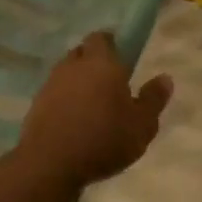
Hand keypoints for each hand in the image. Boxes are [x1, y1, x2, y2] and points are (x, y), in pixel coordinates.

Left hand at [16, 32, 172, 188]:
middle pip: (82, 53)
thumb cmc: (104, 139)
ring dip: (78, 83)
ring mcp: (50, 85)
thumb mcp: (142, 125)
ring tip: (92, 106)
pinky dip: (64, 102)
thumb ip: (153, 100)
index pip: (102, 37)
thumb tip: (165, 78)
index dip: (112, 44)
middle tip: (110, 82)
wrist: (50, 164)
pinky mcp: (35, 106)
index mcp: (101, 63)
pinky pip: (54, 95)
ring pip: (66, 73)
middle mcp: (73, 66)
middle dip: (94, 62)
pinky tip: (74, 122)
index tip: (122, 58)